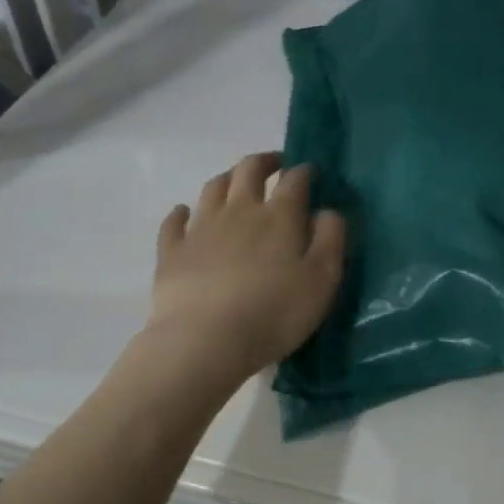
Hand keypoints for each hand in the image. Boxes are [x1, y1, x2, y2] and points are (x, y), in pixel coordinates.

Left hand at [147, 152, 345, 384]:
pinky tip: (185, 213)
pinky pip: (174, 222)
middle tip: (275, 164)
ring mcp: (201, 229)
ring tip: (236, 183)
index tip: (311, 172)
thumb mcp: (322, 279)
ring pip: (213, 188)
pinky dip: (181, 213)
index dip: (304, 171)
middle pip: (248, 171)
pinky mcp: (172, 252)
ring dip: (227, 179)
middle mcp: (239, 211)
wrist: (205, 341)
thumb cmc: (274, 312)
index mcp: (279, 216)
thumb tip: (328, 211)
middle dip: (264, 161)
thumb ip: (330, 239)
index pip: (295, 180)